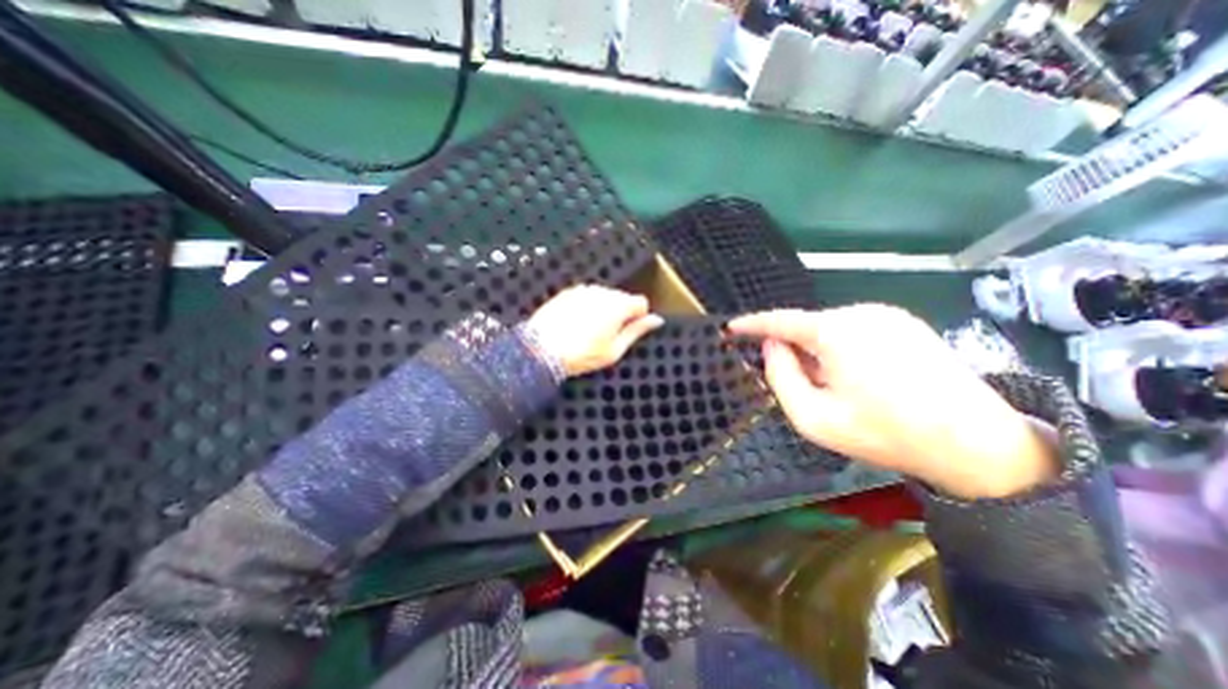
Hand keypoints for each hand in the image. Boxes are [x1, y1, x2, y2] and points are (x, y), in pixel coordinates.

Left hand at [525, 284, 662, 377]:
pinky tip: (576, 324)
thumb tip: (656, 320)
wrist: (541, 351)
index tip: (629, 330)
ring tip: (589, 332)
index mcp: (618, 305)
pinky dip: (586, 307)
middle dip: (620, 313)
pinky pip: (586, 296)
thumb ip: (637, 331)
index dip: (638, 317)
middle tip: (607, 336)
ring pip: (603, 296)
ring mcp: (583, 290)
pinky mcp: (567, 293)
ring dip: (603, 309)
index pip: (640, 302)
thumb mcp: (614, 350)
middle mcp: (602, 292)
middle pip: (622, 298)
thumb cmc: (580, 354)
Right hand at [726, 305, 1054, 497]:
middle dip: (795, 351)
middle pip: (807, 327)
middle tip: (803, 387)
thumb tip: (772, 346)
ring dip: (819, 353)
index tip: (731, 328)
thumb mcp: (814, 417)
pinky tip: (861, 379)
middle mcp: (861, 313)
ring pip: (830, 329)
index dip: (752, 324)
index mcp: (836, 331)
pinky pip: (854, 331)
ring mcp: (887, 315)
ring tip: (838, 388)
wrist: (976, 444)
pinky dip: (842, 350)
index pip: (780, 320)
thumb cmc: (884, 433)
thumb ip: (781, 377)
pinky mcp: (905, 323)